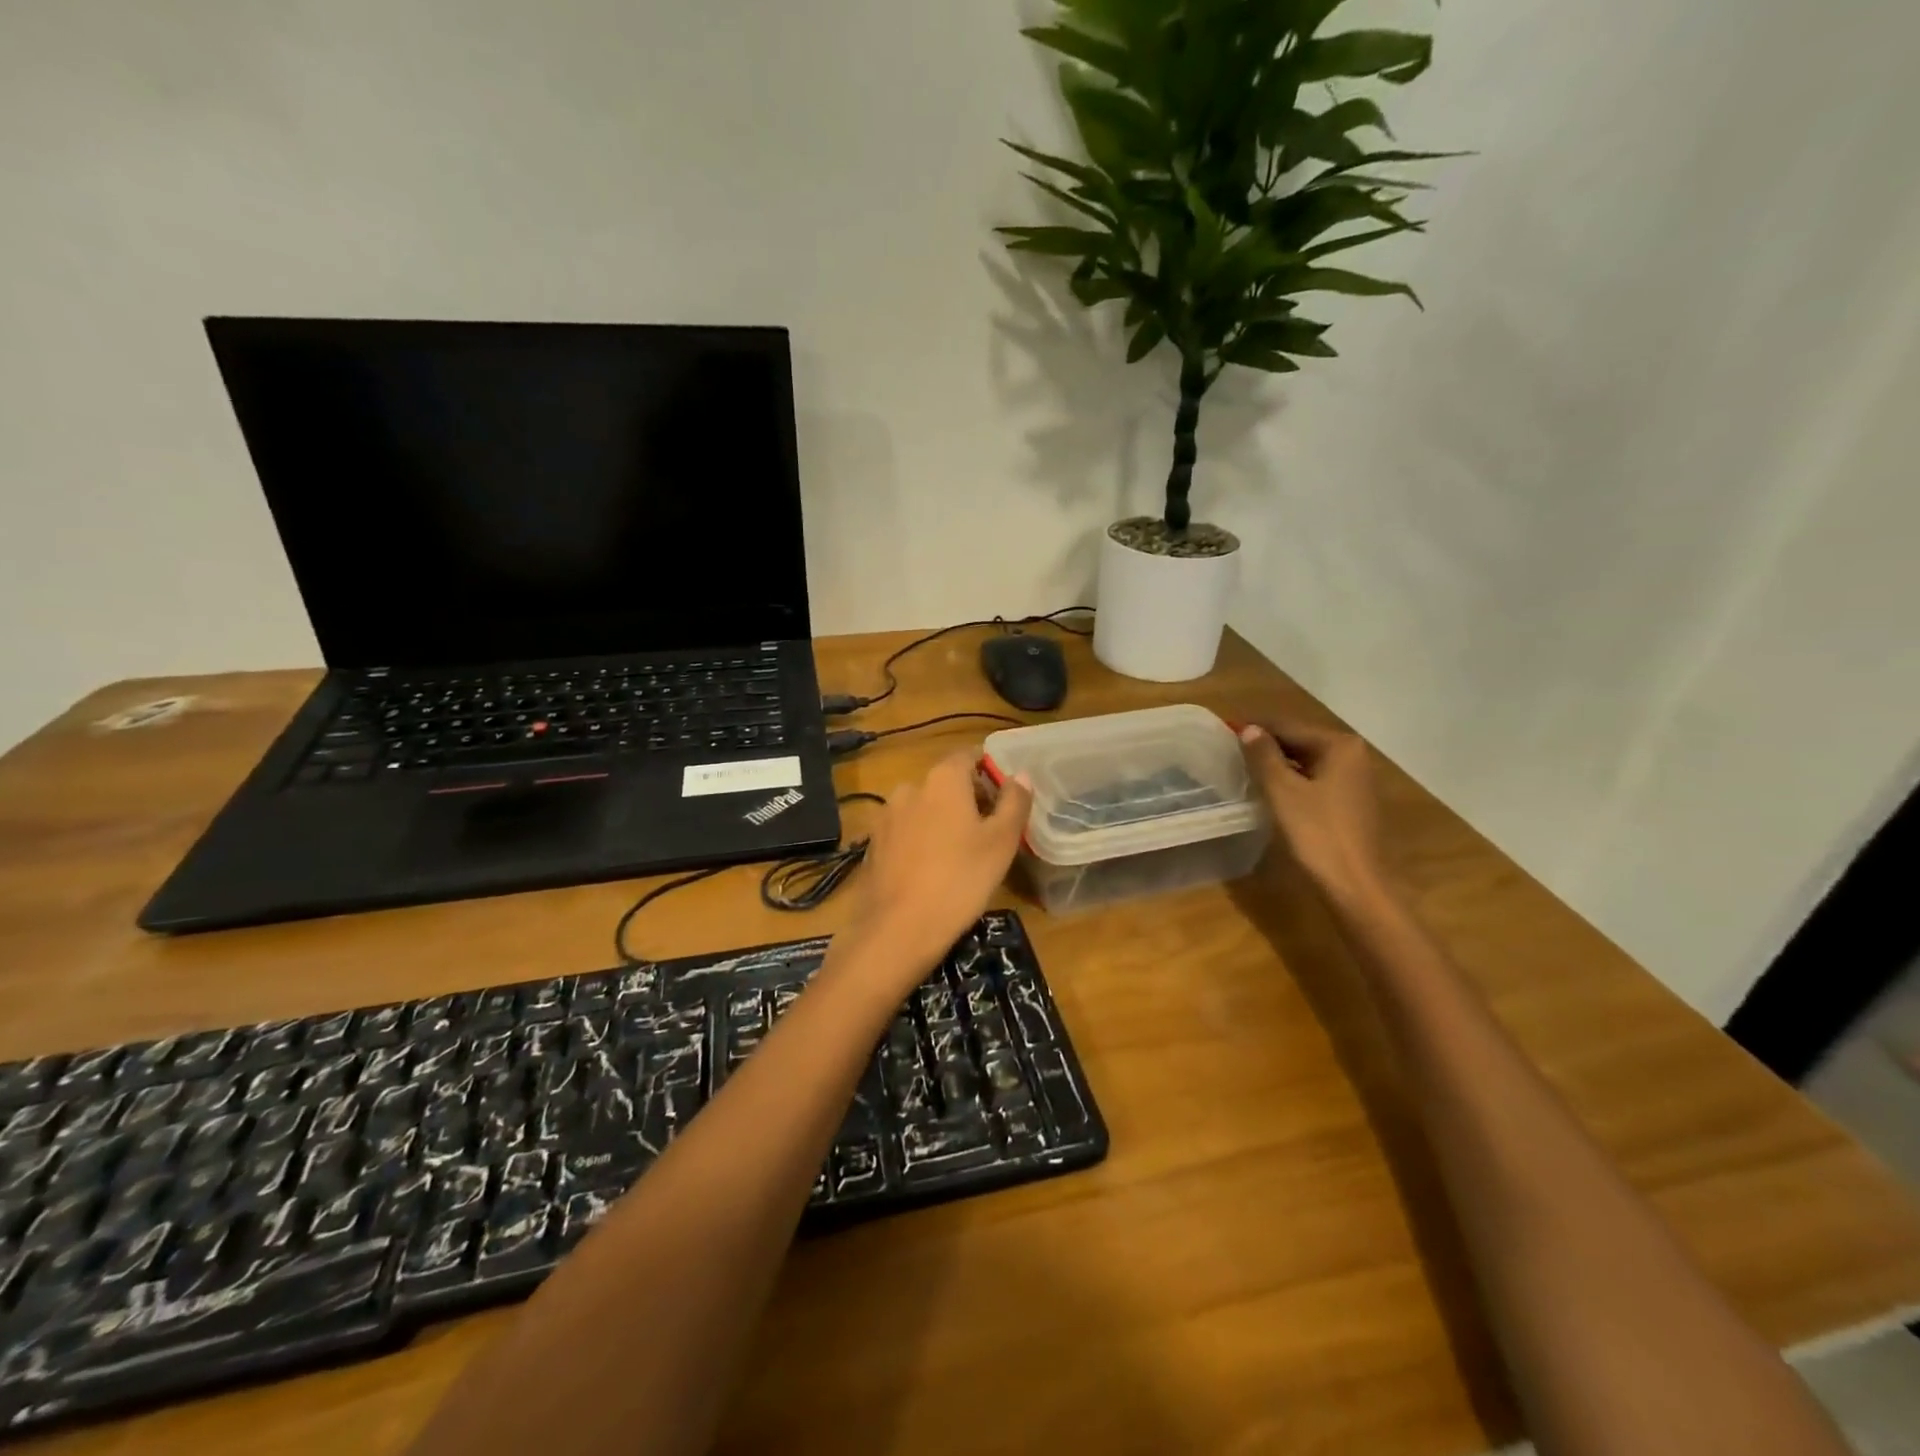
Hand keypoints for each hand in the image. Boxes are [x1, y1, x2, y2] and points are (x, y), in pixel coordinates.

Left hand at [839, 753, 1033, 992]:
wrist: (897, 930)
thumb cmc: (960, 880)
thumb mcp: (1001, 842)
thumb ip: (1014, 802)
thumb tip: (1021, 775)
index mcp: (942, 778)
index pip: (969, 756)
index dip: (989, 772)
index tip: (1004, 798)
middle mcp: (909, 787)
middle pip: (945, 782)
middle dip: (967, 799)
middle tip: (989, 832)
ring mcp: (886, 816)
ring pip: (923, 808)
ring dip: (941, 821)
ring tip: (960, 854)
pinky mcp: (872, 844)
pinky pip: (904, 832)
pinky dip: (920, 841)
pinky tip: (930, 871)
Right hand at [1239, 716, 1391, 905]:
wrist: (1354, 884)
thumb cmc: (1317, 833)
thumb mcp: (1282, 791)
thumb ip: (1264, 756)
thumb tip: (1249, 729)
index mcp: (1339, 746)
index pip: (1289, 725)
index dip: (1256, 727)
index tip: (1226, 727)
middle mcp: (1353, 755)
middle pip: (1300, 740)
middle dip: (1267, 743)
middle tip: (1231, 747)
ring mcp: (1355, 779)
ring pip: (1307, 761)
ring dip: (1277, 762)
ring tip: (1244, 766)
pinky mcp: (1351, 801)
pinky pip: (1315, 779)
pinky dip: (1292, 778)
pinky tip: (1270, 787)